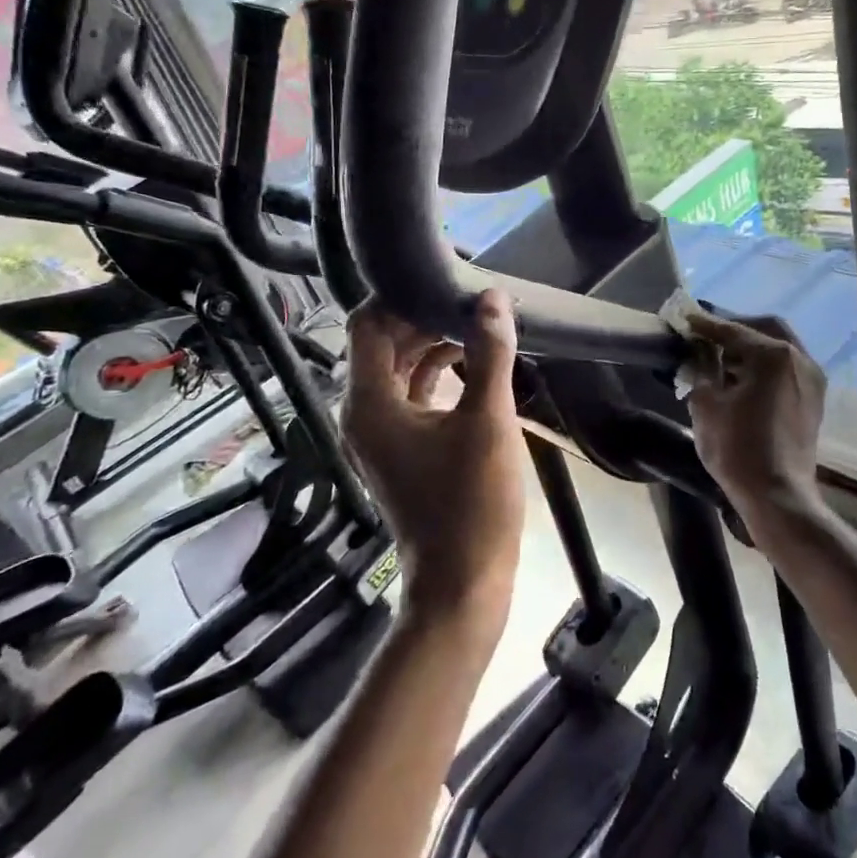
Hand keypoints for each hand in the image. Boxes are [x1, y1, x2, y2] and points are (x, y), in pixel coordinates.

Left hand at [341, 290, 525, 632]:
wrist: (462, 581)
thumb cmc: (472, 502)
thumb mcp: (487, 421)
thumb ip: (490, 354)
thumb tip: (493, 298)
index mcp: (368, 402)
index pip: (367, 324)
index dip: (399, 295)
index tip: (444, 277)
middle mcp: (363, 412)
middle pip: (381, 343)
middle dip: (422, 315)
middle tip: (468, 294)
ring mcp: (380, 432)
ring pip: (398, 368)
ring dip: (431, 343)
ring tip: (476, 320)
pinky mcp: (401, 447)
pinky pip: (411, 394)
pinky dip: (436, 372)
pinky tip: (473, 361)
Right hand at [685, 311, 825, 528]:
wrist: (777, 496)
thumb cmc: (737, 449)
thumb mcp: (706, 405)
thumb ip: (701, 370)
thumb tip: (699, 354)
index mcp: (773, 355)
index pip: (733, 330)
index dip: (705, 325)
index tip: (685, 319)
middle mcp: (799, 359)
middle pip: (764, 330)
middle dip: (735, 330)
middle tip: (707, 337)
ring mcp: (812, 380)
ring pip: (779, 350)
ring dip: (751, 349)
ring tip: (721, 359)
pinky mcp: (813, 401)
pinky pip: (786, 370)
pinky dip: (764, 367)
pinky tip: (742, 380)